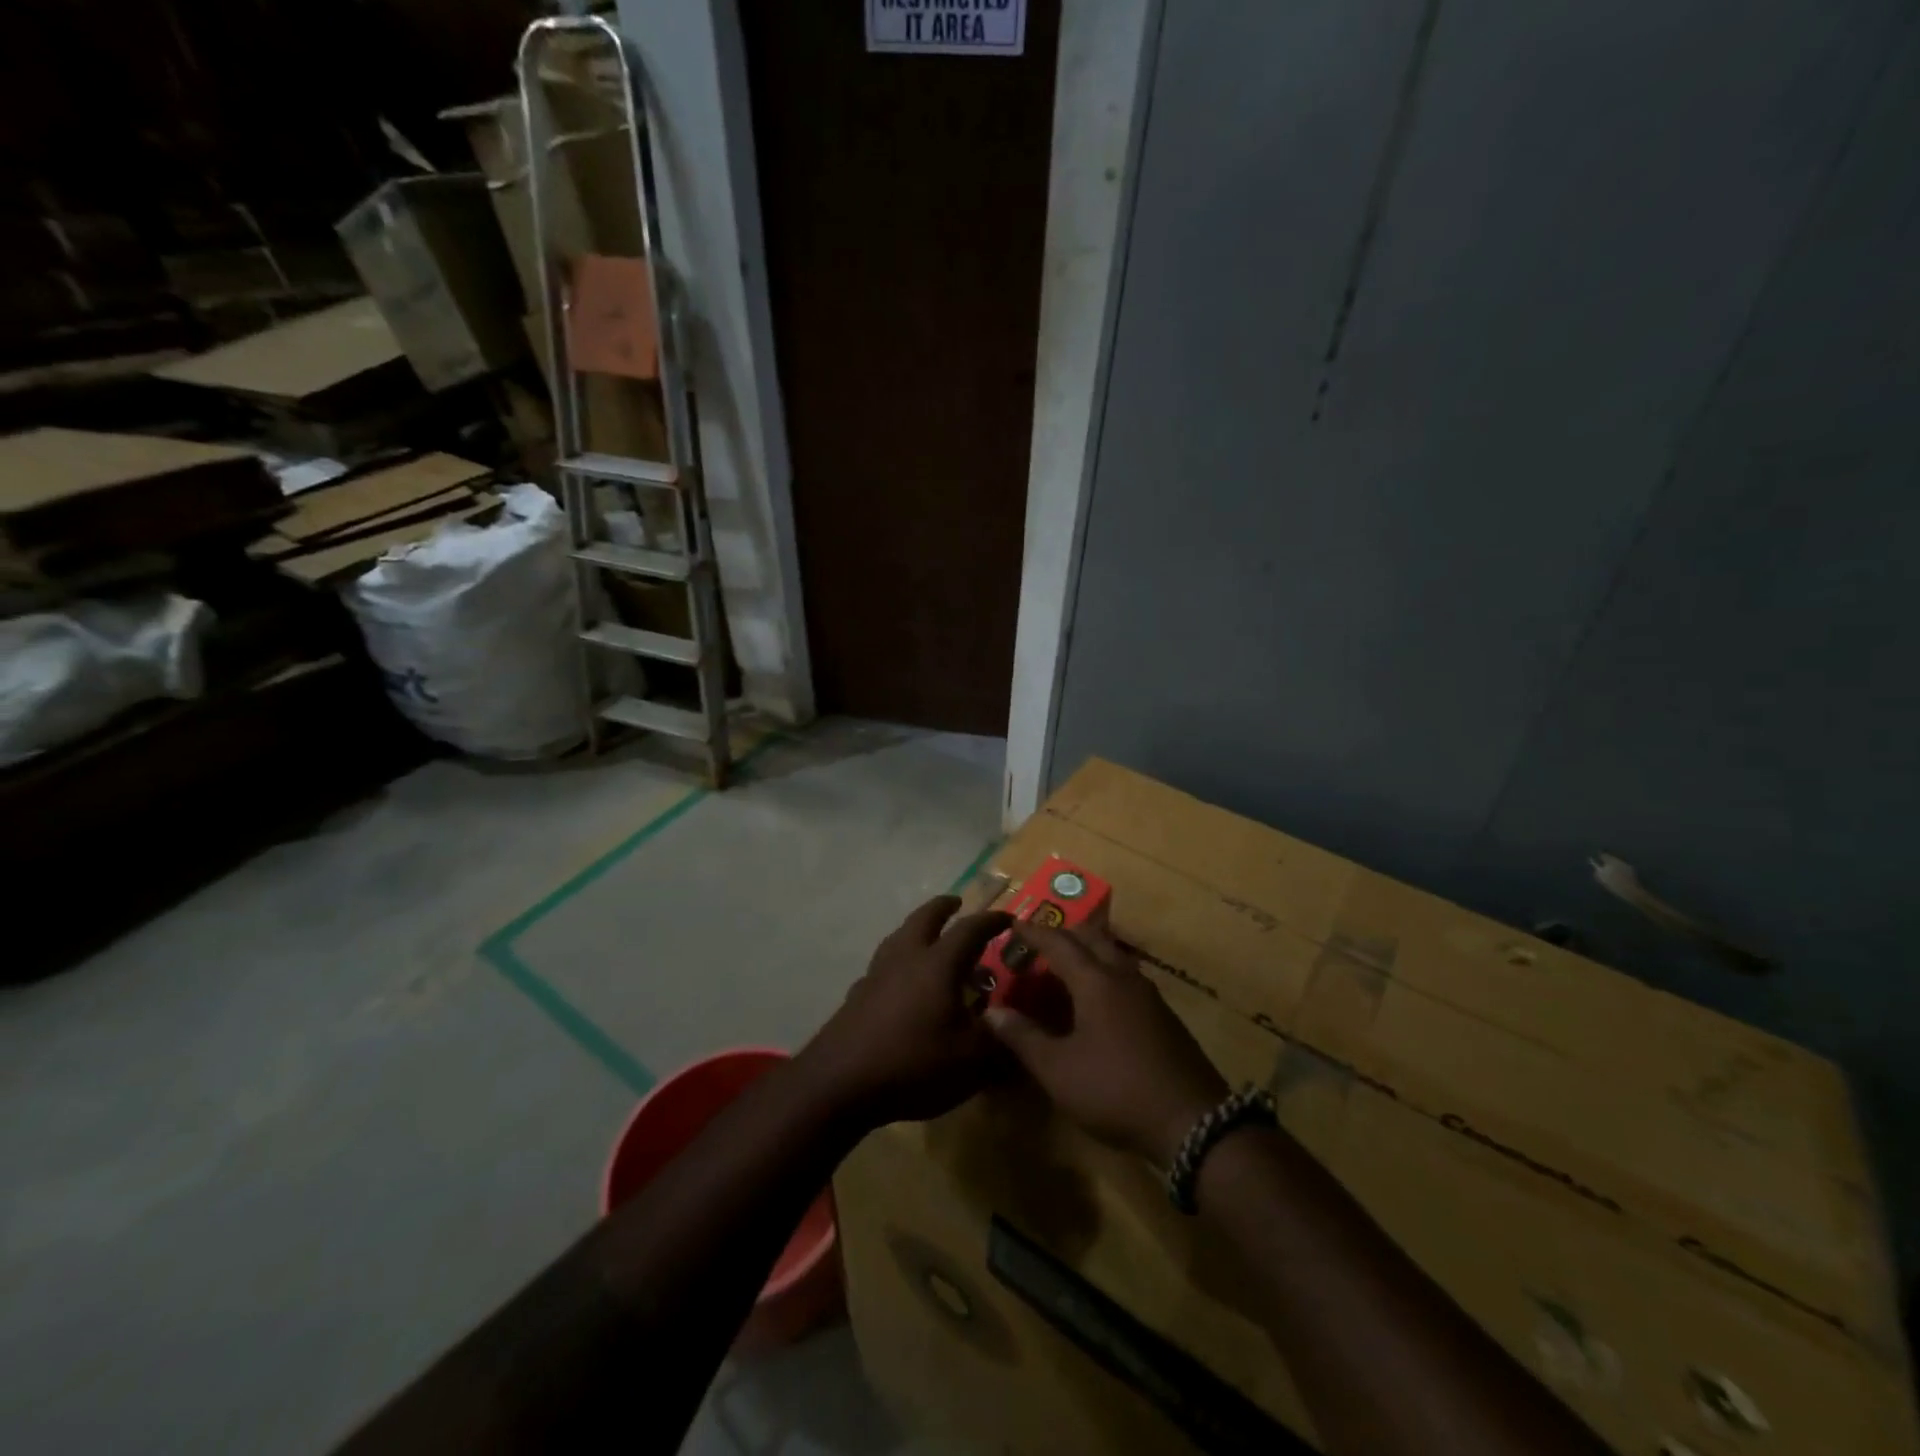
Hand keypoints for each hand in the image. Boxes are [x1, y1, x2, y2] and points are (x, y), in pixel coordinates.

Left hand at [798, 895, 1010, 1130]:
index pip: (969, 929)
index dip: (991, 921)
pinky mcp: (857, 995)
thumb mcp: (970, 1060)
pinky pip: (883, 966)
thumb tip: (1012, 1027)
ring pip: (899, 937)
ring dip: (916, 929)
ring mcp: (876, 974)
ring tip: (928, 937)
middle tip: (956, 903)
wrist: (839, 1082)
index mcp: (937, 963)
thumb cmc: (913, 1063)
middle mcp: (905, 957)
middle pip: (924, 918)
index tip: (1008, 918)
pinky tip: (900, 982)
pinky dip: (898, 962)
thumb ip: (997, 1041)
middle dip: (943, 907)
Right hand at [984, 919, 1228, 1167]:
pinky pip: (1126, 978)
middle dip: (1064, 934)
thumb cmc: (1116, 1089)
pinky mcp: (1163, 1017)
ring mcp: (1149, 996)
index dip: (1034, 932)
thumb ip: (1023, 1037)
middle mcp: (1123, 977)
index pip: (1059, 943)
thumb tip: (992, 1011)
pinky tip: (1098, 1001)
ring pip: (1113, 956)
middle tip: (1039, 942)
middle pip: (1092, 939)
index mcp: (1096, 981)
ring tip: (1065, 967)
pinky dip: (1104, 974)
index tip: (1014, 923)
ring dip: (1087, 953)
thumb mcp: (1059, 1070)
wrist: (1192, 1122)